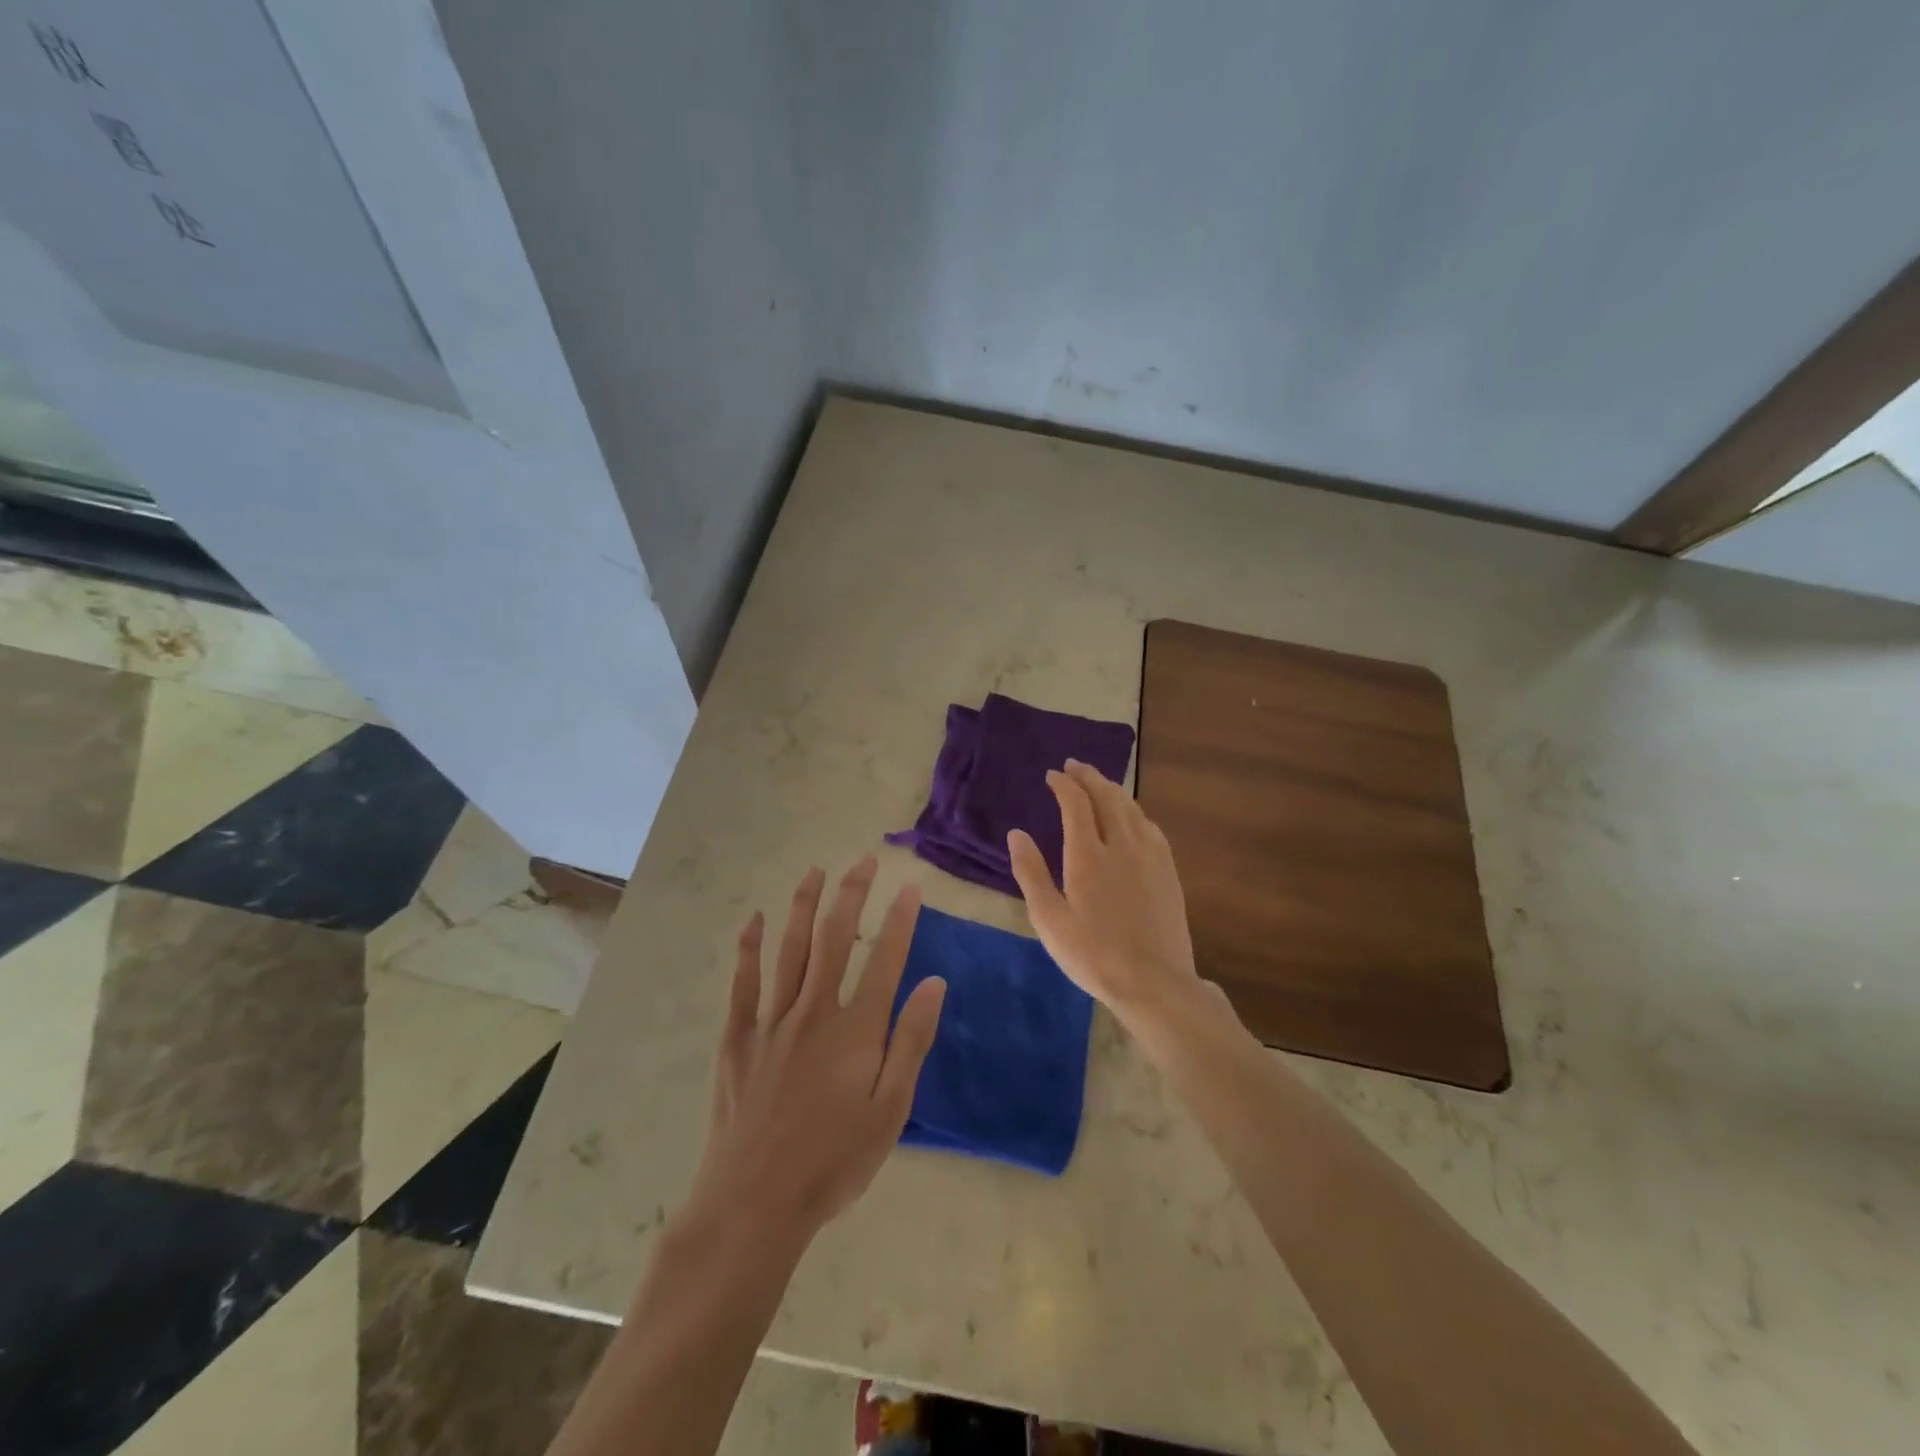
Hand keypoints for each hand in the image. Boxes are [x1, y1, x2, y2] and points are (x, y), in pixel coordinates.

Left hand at [684, 859, 945, 1248]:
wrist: (754, 1204)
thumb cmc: (833, 1162)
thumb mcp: (889, 1110)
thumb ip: (911, 1042)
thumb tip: (934, 983)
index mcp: (855, 1031)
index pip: (885, 960)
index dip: (900, 920)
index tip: (910, 887)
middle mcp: (814, 1012)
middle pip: (835, 939)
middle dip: (851, 895)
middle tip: (864, 861)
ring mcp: (771, 1021)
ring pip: (790, 949)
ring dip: (803, 906)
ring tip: (814, 871)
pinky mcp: (737, 1038)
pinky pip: (744, 982)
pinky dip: (750, 947)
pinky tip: (756, 920)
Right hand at [1008, 760, 1205, 1034]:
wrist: (1154, 982)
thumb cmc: (1093, 955)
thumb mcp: (1049, 920)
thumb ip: (1031, 873)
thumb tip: (1017, 833)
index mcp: (1088, 855)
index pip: (1076, 804)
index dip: (1063, 784)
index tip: (1052, 775)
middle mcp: (1121, 845)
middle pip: (1106, 796)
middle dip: (1088, 776)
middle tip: (1074, 766)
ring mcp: (1150, 856)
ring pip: (1130, 808)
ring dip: (1112, 789)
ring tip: (1098, 782)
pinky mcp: (1168, 870)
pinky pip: (1149, 826)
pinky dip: (1134, 811)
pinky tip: (1131, 816)